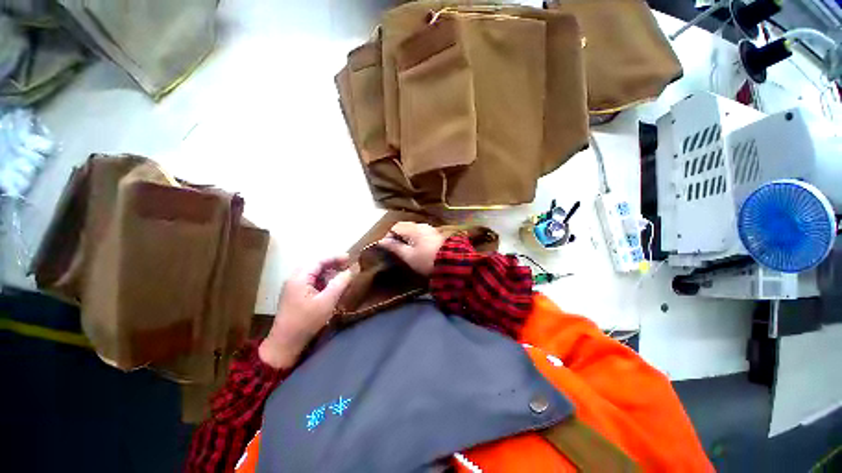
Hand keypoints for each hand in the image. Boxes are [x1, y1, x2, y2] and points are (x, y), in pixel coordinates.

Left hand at [259, 256, 352, 368]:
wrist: (285, 343)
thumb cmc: (306, 321)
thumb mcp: (327, 302)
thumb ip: (340, 283)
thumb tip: (351, 270)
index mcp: (300, 278)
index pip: (319, 260)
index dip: (335, 257)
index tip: (349, 258)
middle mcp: (294, 279)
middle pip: (315, 265)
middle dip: (332, 263)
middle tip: (346, 265)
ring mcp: (293, 287)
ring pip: (313, 273)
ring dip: (327, 272)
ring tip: (341, 275)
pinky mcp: (295, 295)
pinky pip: (311, 281)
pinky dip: (323, 280)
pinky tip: (331, 287)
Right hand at [377, 222, 445, 275]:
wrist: (451, 263)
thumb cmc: (426, 260)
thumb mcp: (408, 256)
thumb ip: (394, 247)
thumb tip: (381, 241)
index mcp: (413, 229)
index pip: (395, 227)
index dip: (388, 236)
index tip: (387, 248)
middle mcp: (421, 225)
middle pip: (404, 226)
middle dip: (397, 236)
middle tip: (395, 249)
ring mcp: (429, 229)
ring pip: (412, 229)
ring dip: (406, 237)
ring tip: (405, 250)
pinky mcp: (435, 234)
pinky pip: (420, 233)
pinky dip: (414, 238)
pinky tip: (416, 248)